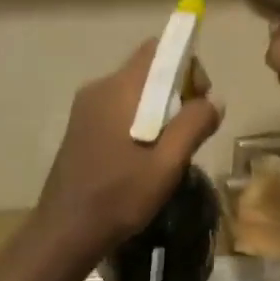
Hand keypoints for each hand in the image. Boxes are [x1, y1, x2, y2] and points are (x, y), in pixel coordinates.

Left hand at [37, 40, 224, 256]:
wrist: (65, 231)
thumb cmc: (119, 196)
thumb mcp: (167, 163)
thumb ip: (194, 125)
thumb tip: (213, 101)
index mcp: (119, 89)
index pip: (158, 49)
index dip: (186, 65)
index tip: (198, 100)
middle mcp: (98, 88)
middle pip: (148, 70)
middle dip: (177, 91)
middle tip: (189, 132)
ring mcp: (85, 109)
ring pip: (134, 92)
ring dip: (160, 110)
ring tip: (168, 150)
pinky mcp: (80, 128)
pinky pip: (119, 109)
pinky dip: (140, 121)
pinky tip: (144, 157)